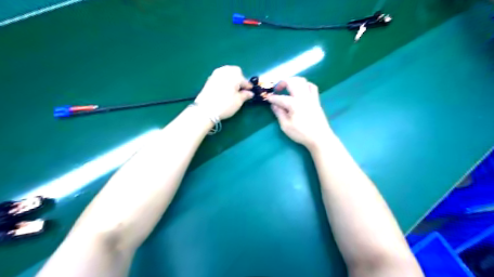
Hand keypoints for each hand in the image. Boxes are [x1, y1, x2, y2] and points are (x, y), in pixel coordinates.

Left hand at [194, 66, 251, 119]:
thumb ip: (245, 95)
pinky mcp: (210, 79)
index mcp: (234, 76)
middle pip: (235, 71)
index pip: (244, 80)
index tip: (250, 92)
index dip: (248, 86)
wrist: (205, 110)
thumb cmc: (225, 105)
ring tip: (233, 88)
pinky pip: (220, 75)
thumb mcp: (238, 102)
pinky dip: (224, 79)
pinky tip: (224, 88)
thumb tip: (250, 93)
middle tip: (240, 89)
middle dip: (239, 78)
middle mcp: (225, 72)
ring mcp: (216, 74)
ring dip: (231, 77)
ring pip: (227, 71)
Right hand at [267, 77, 331, 149]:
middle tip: (277, 89)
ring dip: (293, 81)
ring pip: (302, 81)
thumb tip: (273, 105)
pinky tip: (301, 90)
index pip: (280, 98)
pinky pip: (312, 87)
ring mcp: (311, 97)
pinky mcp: (316, 100)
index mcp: (293, 104)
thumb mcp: (286, 126)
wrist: (320, 138)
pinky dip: (305, 85)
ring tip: (288, 88)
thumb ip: (279, 113)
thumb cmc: (301, 133)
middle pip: (292, 82)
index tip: (267, 98)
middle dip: (282, 83)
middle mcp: (302, 97)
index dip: (272, 98)